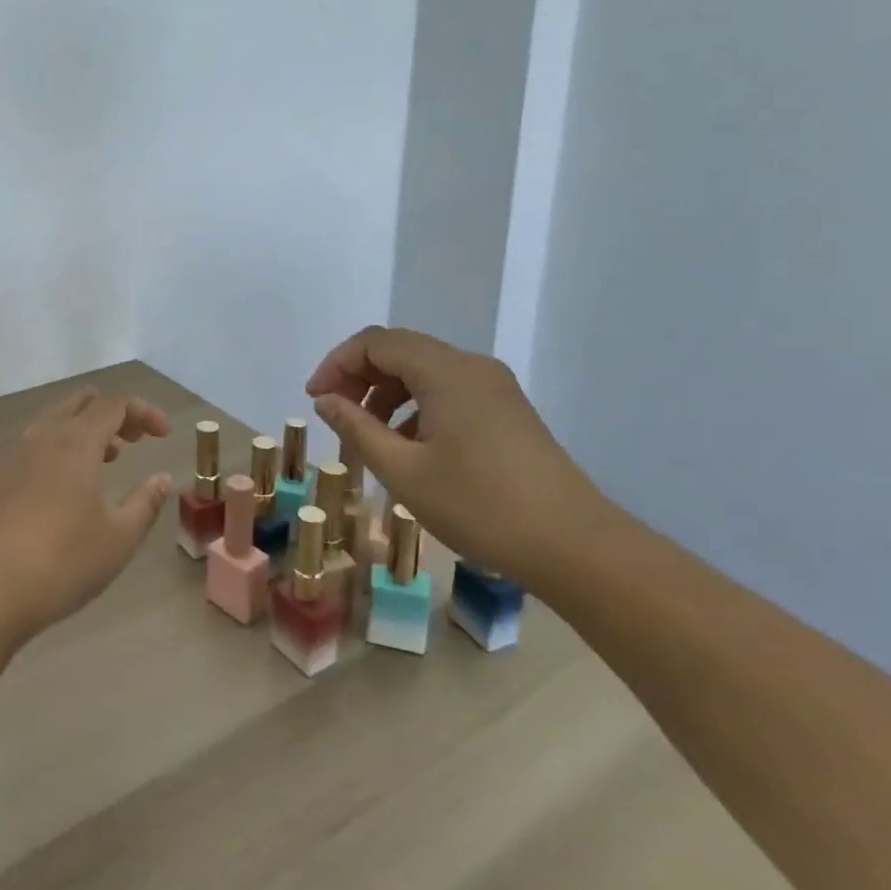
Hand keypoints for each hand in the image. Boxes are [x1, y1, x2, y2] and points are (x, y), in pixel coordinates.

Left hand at [0, 388, 171, 644]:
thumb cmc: (64, 561)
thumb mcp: (120, 537)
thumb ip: (146, 502)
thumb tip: (162, 478)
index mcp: (75, 441)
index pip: (115, 404)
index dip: (144, 411)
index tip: (164, 435)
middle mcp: (43, 435)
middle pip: (82, 401)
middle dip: (114, 412)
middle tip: (136, 439)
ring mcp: (15, 453)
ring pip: (55, 418)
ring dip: (86, 427)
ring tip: (108, 458)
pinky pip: (36, 440)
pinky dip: (61, 443)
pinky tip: (69, 481)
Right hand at [306, 326, 606, 584]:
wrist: (575, 547)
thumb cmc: (480, 507)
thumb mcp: (403, 471)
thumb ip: (357, 428)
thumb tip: (325, 400)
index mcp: (446, 372)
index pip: (376, 342)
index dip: (337, 364)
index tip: (314, 400)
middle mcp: (472, 367)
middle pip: (401, 351)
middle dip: (360, 377)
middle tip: (335, 415)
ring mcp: (495, 388)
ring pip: (425, 372)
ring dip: (387, 393)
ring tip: (368, 436)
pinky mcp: (507, 411)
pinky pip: (448, 391)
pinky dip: (416, 407)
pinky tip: (408, 447)